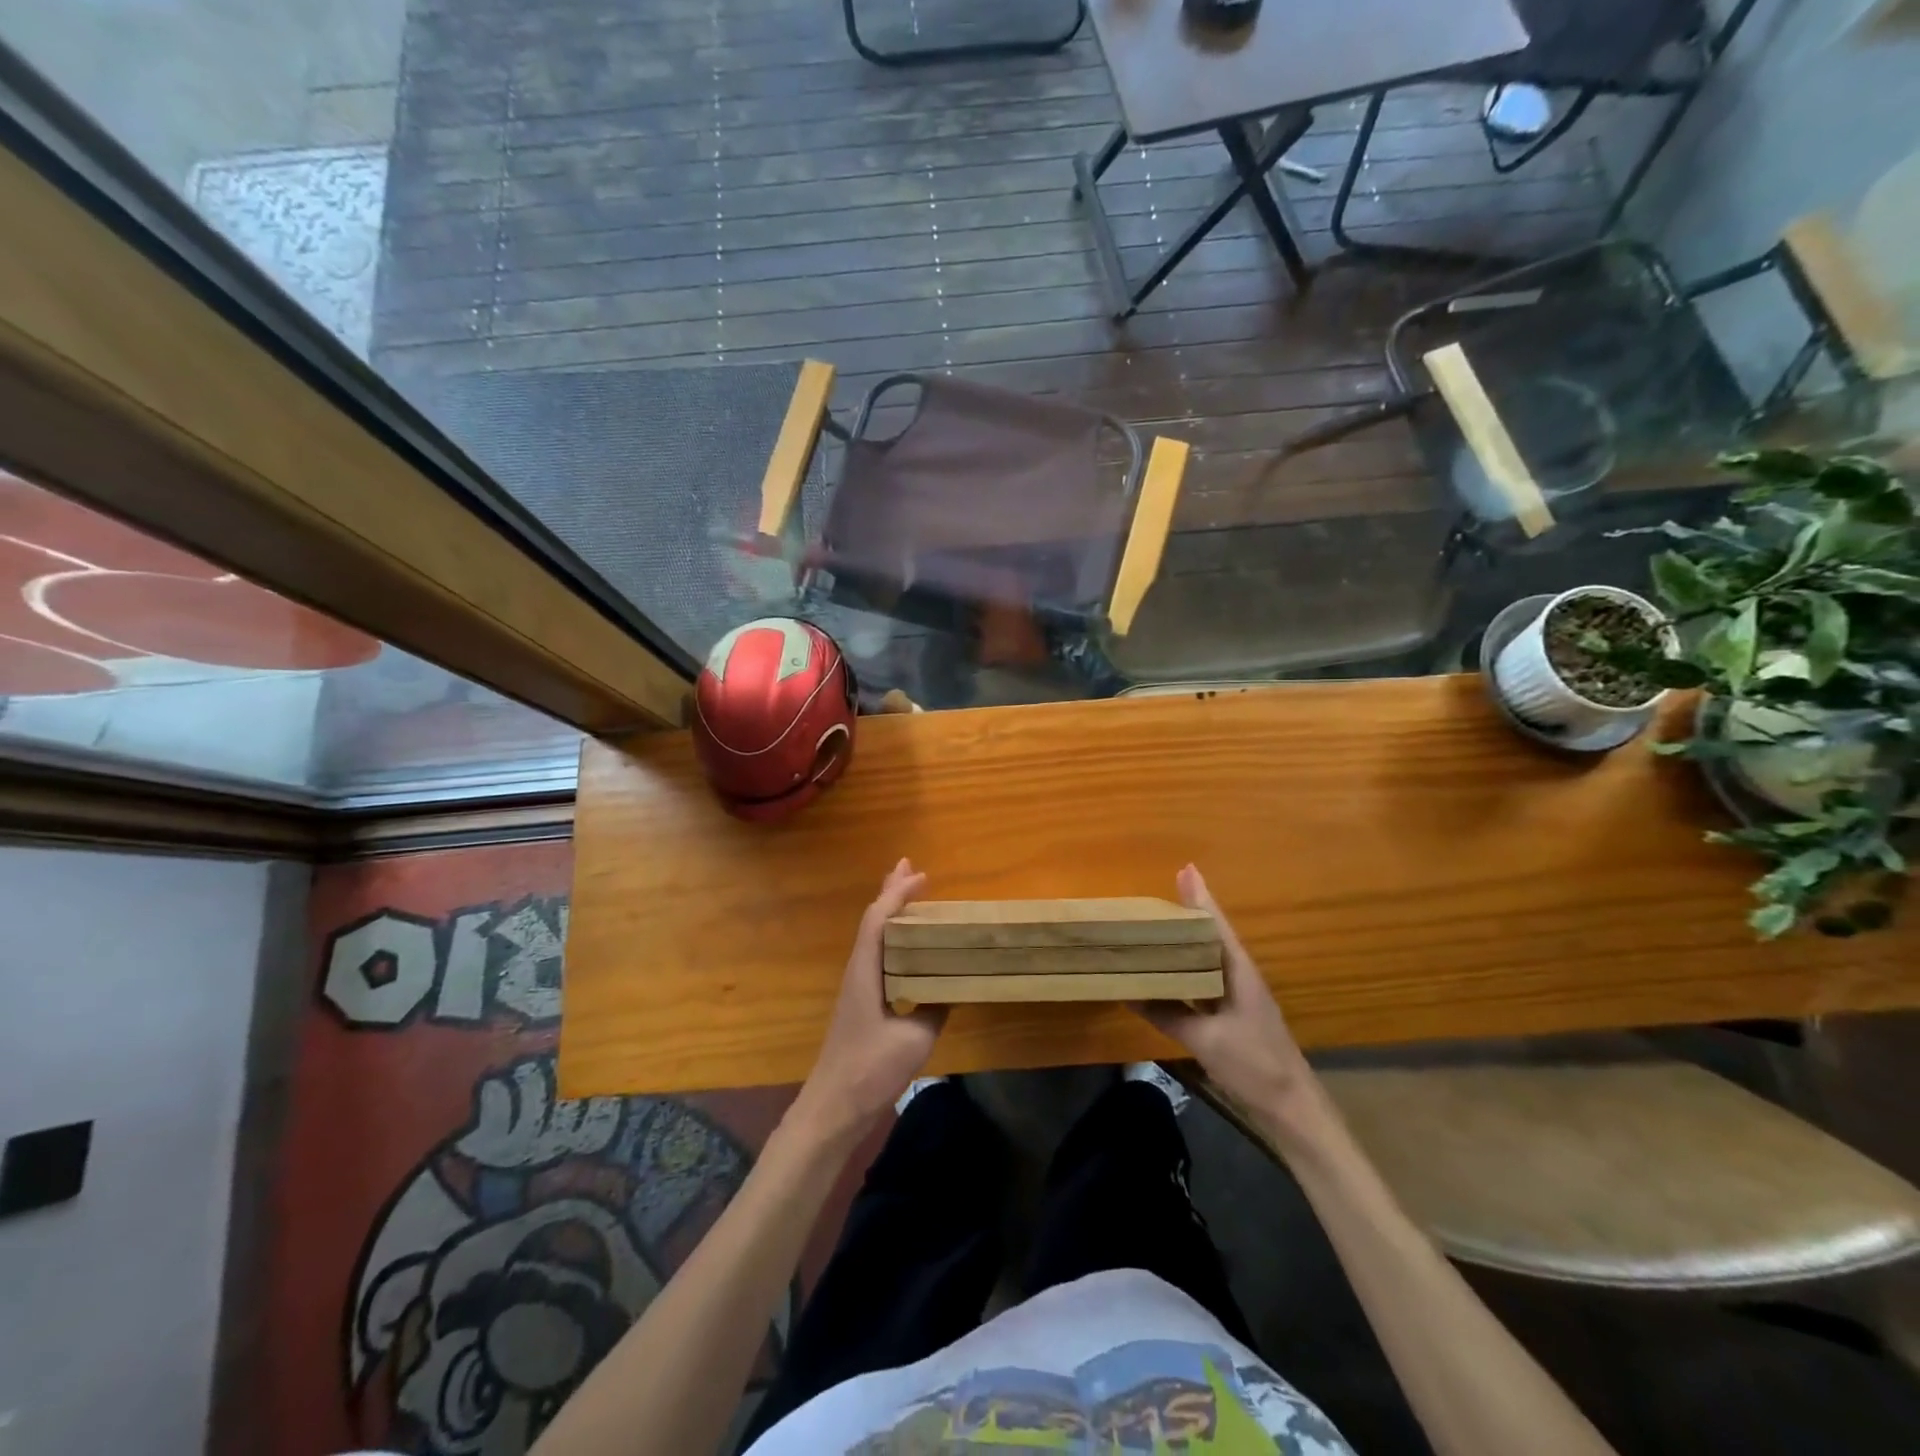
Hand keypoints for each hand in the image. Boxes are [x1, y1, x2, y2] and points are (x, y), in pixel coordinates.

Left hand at [793, 858, 944, 1138]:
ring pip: (873, 937)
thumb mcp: (915, 1039)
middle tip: (909, 866)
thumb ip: (935, 1009)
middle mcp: (858, 971)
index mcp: (866, 971)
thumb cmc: (870, 1069)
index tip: (921, 875)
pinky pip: (877, 955)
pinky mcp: (862, 1003)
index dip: (898, 894)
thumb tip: (951, 989)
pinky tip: (908, 946)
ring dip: (891, 912)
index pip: (879, 920)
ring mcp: (857, 987)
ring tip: (909, 894)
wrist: (833, 1108)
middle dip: (890, 892)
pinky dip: (892, 938)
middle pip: (872, 921)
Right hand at [1139, 865, 1325, 1141]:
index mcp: (1239, 972)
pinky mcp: (1235, 1015)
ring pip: (1210, 958)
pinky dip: (1189, 970)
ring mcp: (1239, 996)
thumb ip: (1167, 1014)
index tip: (1187, 868)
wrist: (1292, 1107)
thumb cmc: (1253, 1064)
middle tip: (1163, 893)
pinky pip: (1207, 981)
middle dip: (1192, 912)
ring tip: (1161, 925)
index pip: (1217, 925)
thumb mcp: (1205, 1038)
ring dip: (1189, 941)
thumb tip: (1129, 992)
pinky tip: (1172, 972)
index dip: (1201, 897)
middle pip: (1213, 936)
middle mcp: (1240, 977)